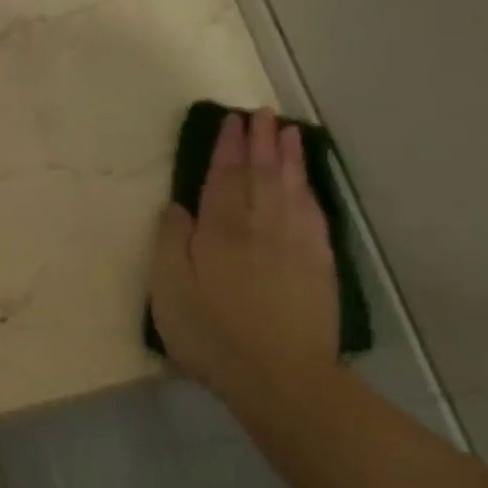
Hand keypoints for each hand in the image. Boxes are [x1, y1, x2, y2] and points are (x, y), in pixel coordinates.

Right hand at [149, 108, 338, 405]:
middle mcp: (261, 224)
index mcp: (222, 228)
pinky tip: (307, 184)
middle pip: (261, 173)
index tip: (232, 121)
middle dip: (260, 141)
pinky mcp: (318, 263)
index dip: (228, 147)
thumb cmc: (211, 333)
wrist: (279, 373)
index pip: (224, 176)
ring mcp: (295, 242)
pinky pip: (313, 213)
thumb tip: (177, 205)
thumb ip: (171, 242)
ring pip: (291, 188)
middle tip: (262, 114)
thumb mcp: (169, 290)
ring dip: (288, 157)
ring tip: (289, 133)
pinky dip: (309, 190)